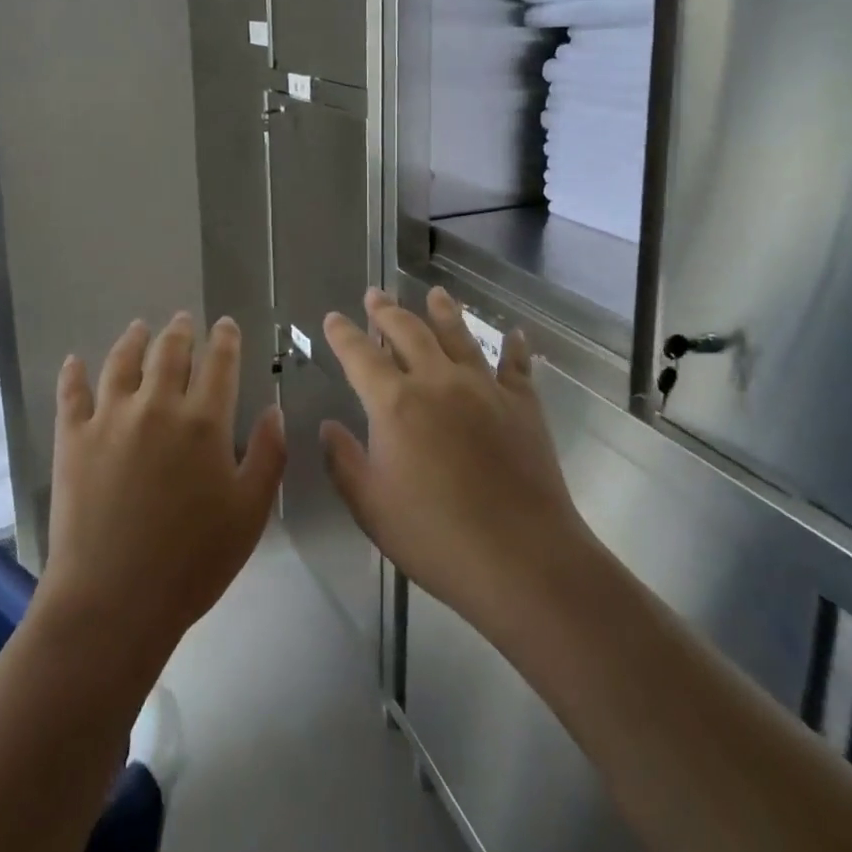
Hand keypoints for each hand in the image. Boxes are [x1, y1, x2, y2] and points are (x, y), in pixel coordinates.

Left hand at [40, 314, 285, 675]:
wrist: (114, 599)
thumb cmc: (193, 561)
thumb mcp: (250, 512)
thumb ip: (267, 455)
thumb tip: (273, 410)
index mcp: (204, 421)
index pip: (219, 363)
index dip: (225, 339)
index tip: (226, 324)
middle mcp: (157, 405)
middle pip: (170, 353)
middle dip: (181, 331)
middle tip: (183, 319)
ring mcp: (110, 418)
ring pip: (122, 362)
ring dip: (133, 340)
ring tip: (139, 327)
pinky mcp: (73, 438)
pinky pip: (72, 394)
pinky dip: (73, 373)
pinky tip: (74, 361)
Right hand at [320, 287, 584, 642]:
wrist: (522, 558)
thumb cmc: (435, 536)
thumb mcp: (370, 507)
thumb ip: (344, 461)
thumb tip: (328, 426)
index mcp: (395, 403)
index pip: (360, 355)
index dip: (343, 334)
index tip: (333, 317)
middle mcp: (438, 382)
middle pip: (408, 332)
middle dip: (387, 311)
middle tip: (375, 294)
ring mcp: (484, 389)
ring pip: (459, 336)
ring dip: (443, 312)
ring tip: (435, 292)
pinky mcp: (522, 405)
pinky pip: (516, 366)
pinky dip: (514, 347)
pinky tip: (515, 334)